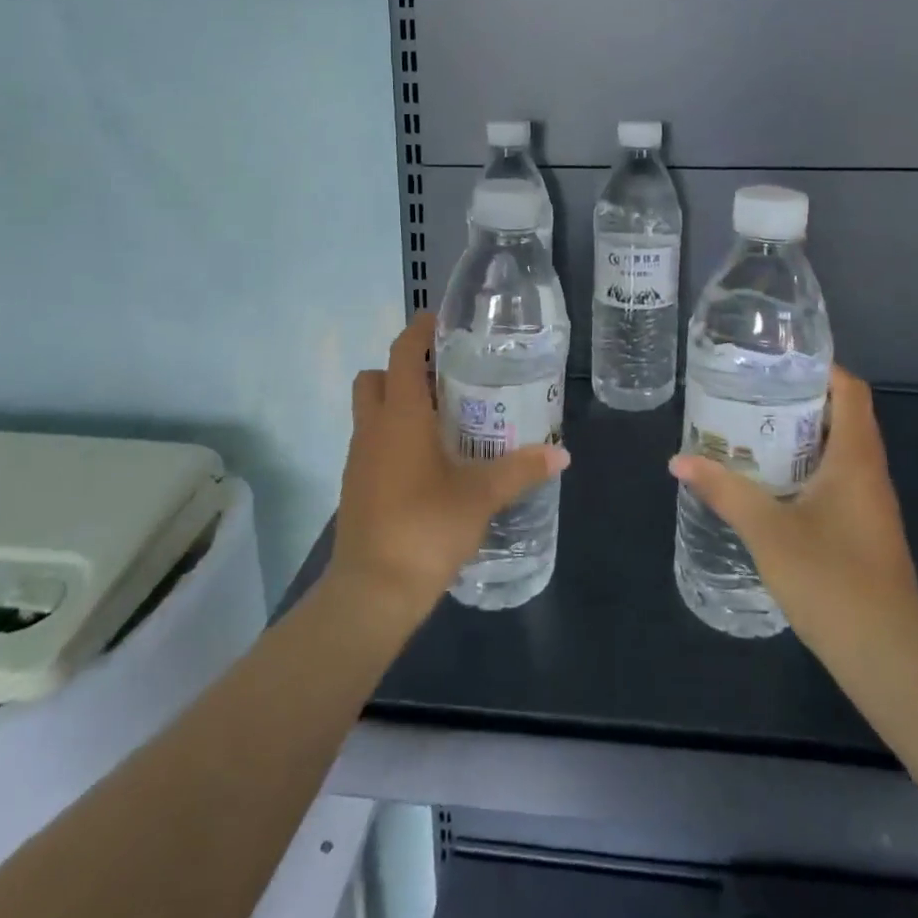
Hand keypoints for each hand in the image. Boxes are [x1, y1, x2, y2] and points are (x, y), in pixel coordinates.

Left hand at [327, 313, 569, 623]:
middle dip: (403, 369)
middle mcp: (373, 428)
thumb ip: (520, 470)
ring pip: (371, 411)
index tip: (442, 324)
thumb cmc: (426, 529)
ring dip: (397, 404)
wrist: (371, 593)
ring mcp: (359, 458)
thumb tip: (561, 453)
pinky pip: (372, 443)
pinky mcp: (355, 486)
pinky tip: (427, 463)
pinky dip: (393, 438)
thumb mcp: (480, 496)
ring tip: (443, 420)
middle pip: (375, 377)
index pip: (402, 353)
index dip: (418, 331)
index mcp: (400, 416)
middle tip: (443, 379)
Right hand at [668, 366, 917, 659]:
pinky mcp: (865, 530)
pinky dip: (806, 468)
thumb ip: (724, 490)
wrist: (888, 659)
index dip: (819, 368)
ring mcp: (870, 503)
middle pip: (841, 415)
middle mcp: (869, 472)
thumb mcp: (767, 530)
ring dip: (800, 436)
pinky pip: (837, 479)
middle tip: (748, 395)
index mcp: (855, 457)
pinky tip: (770, 483)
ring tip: (750, 430)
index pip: (850, 390)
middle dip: (797, 400)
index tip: (775, 363)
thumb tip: (679, 460)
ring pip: (838, 450)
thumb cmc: (831, 580)